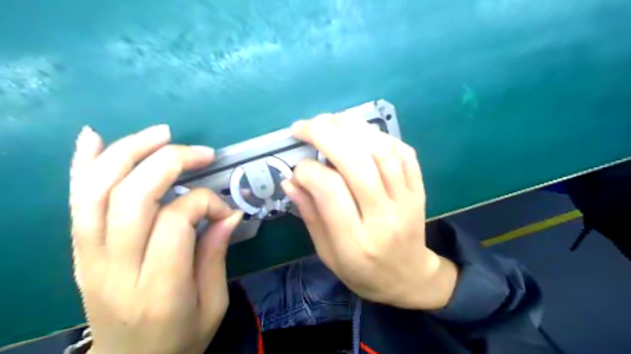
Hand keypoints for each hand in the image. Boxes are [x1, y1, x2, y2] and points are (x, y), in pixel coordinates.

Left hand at [70, 124, 242, 352]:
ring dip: (129, 153)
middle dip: (170, 163)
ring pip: (98, 192)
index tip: (224, 210)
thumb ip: (216, 255)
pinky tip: (94, 138)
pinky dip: (83, 166)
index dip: (204, 203)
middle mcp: (115, 270)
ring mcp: (87, 260)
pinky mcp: (77, 254)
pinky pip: (75, 203)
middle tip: (202, 153)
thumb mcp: (213, 305)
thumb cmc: (180, 339)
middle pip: (132, 198)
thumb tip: (230, 212)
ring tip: (162, 134)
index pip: (174, 222)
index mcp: (159, 290)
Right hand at [283, 113, 458, 309]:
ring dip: (353, 128)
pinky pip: (404, 153)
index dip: (307, 170)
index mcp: (355, 241)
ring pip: (382, 151)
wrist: (409, 277)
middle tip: (305, 126)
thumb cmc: (362, 272)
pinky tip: (361, 133)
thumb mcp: (327, 253)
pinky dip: (381, 136)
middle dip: (325, 134)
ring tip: (330, 121)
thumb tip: (290, 180)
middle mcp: (384, 217)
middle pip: (356, 162)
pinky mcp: (419, 190)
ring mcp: (407, 200)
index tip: (297, 168)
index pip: (329, 189)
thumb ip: (310, 215)